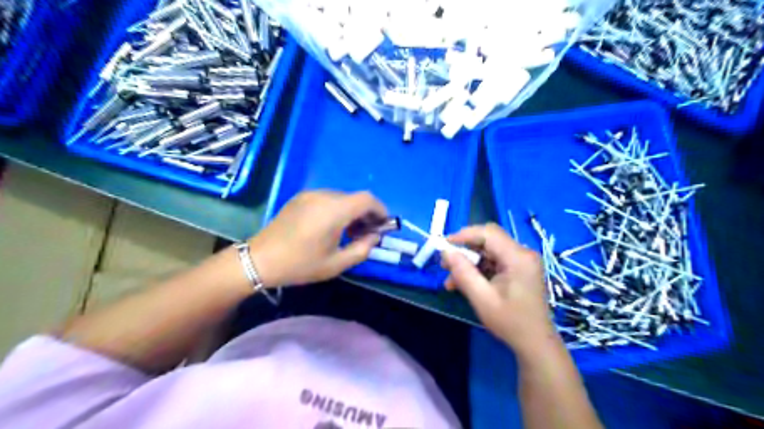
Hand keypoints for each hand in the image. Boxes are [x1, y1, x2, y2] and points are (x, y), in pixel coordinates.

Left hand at [248, 190, 385, 288]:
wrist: (259, 260)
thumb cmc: (300, 265)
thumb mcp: (336, 263)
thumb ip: (362, 249)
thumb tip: (374, 237)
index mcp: (334, 210)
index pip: (367, 199)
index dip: (380, 210)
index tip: (383, 226)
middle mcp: (323, 196)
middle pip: (355, 197)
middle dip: (367, 213)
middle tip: (368, 233)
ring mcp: (310, 195)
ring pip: (342, 197)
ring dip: (352, 211)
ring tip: (351, 232)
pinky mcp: (300, 198)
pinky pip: (327, 199)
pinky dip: (338, 209)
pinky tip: (332, 226)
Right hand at [442, 224, 555, 350]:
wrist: (535, 343)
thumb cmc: (510, 323)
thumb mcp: (482, 299)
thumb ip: (463, 273)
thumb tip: (445, 252)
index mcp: (518, 257)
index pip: (488, 233)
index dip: (464, 235)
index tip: (444, 246)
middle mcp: (522, 253)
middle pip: (488, 239)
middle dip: (464, 249)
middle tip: (445, 264)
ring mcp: (522, 261)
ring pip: (488, 250)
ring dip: (469, 262)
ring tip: (451, 280)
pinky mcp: (518, 268)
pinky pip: (493, 261)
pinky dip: (477, 269)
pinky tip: (464, 283)